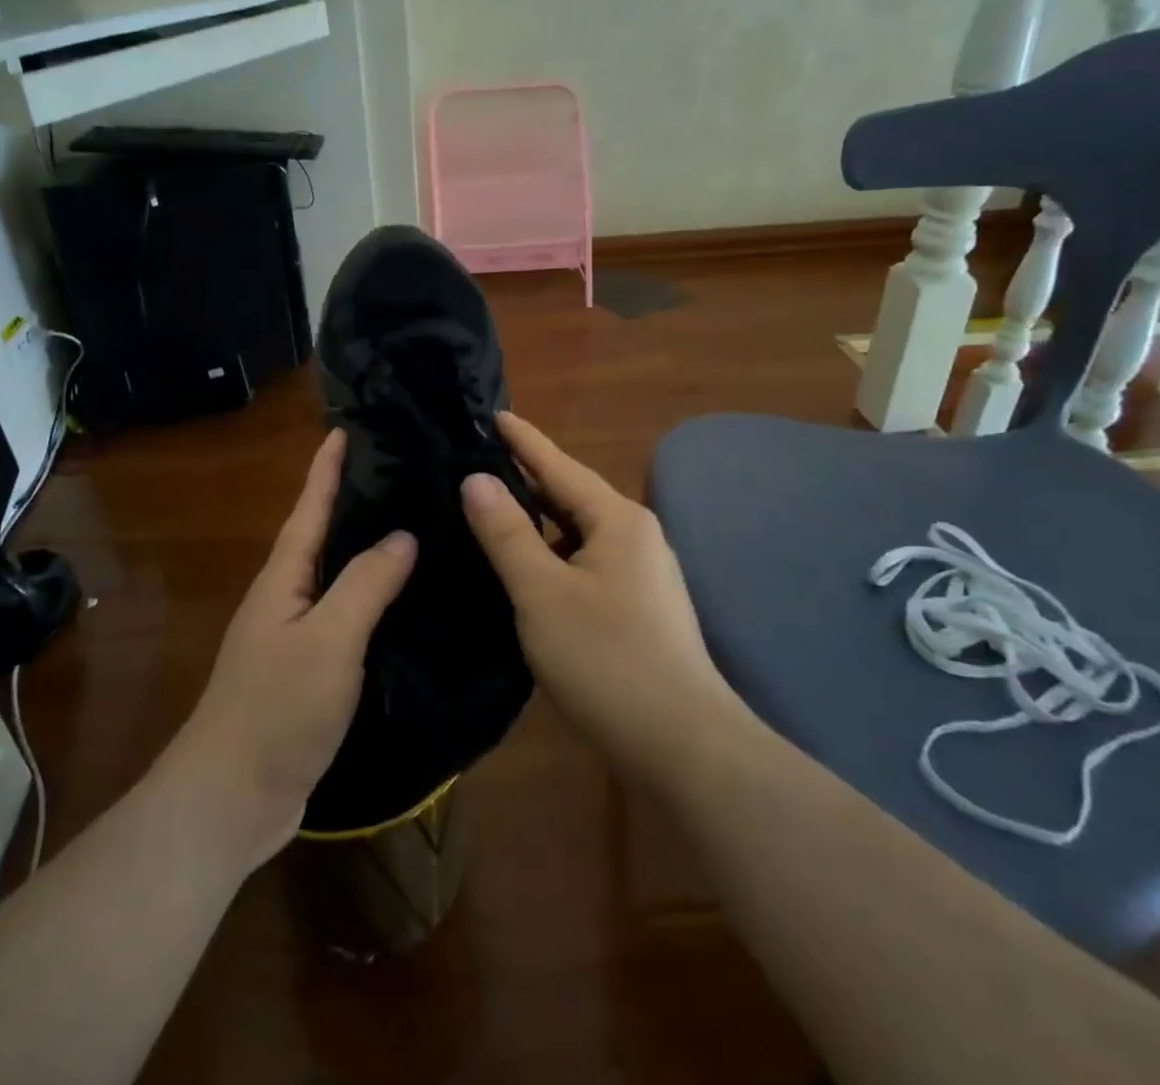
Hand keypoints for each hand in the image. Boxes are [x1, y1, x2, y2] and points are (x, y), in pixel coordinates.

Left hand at [169, 429, 415, 866]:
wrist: (232, 798)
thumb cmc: (276, 707)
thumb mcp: (327, 638)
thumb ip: (366, 583)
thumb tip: (403, 534)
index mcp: (285, 576)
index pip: (311, 506)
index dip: (329, 467)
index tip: (349, 427)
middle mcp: (287, 596)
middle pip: (324, 535)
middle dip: (356, 500)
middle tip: (404, 471)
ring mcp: (297, 636)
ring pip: (338, 577)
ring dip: (368, 549)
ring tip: (416, 525)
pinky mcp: (311, 671)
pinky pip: (347, 618)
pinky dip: (374, 600)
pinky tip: (406, 602)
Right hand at [460, 413, 742, 782]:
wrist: (684, 746)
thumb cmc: (607, 659)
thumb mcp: (542, 592)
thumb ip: (506, 533)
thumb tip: (476, 479)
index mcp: (617, 520)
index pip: (559, 466)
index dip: (523, 440)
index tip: (494, 414)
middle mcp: (635, 536)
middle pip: (571, 495)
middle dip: (528, 477)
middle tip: (480, 461)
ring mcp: (642, 574)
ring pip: (578, 532)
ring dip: (539, 519)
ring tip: (494, 510)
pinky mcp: (639, 607)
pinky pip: (585, 561)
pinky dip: (553, 554)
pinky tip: (528, 568)